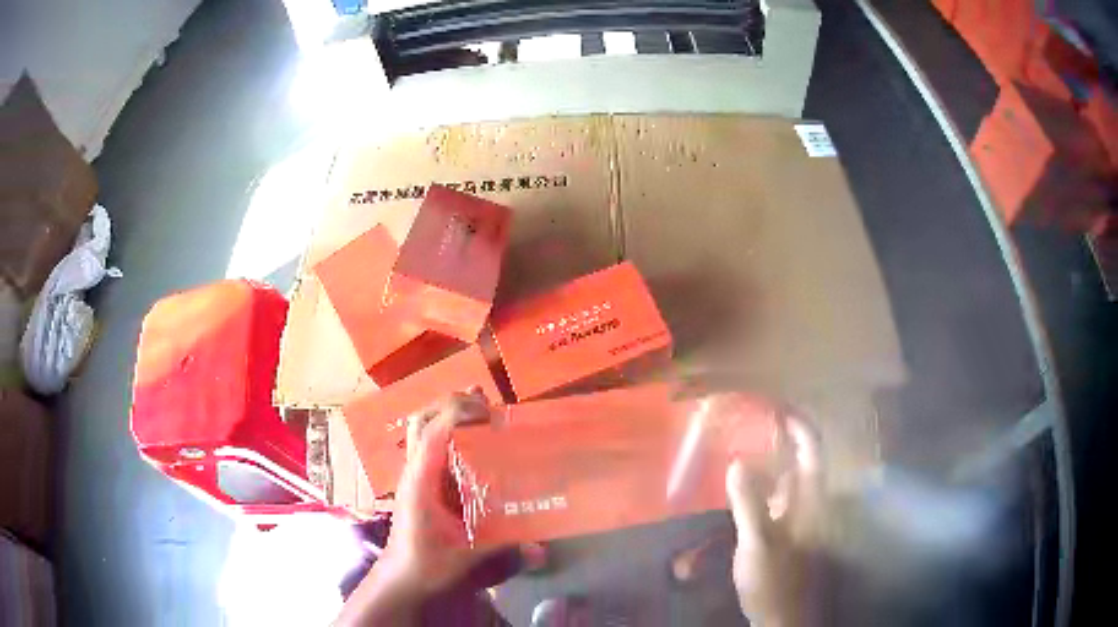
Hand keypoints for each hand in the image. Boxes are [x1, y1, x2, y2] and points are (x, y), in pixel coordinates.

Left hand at [380, 389, 494, 594]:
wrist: (400, 579)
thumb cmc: (427, 564)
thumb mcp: (467, 556)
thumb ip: (503, 549)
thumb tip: (542, 548)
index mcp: (421, 480)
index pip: (434, 431)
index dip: (461, 412)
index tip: (493, 413)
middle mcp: (414, 470)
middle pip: (423, 419)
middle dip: (453, 405)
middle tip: (489, 407)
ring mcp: (415, 475)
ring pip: (424, 430)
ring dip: (450, 415)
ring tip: (483, 411)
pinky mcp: (420, 484)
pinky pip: (432, 447)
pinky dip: (451, 434)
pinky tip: (474, 443)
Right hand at [726, 418, 820, 626]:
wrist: (781, 615)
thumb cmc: (775, 578)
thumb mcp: (758, 542)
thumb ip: (750, 502)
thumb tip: (736, 461)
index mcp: (811, 500)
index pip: (812, 450)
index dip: (799, 424)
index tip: (777, 403)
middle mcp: (809, 502)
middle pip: (801, 459)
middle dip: (782, 436)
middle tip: (754, 417)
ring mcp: (798, 517)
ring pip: (788, 477)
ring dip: (770, 458)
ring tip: (745, 441)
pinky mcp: (785, 530)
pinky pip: (777, 496)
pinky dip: (763, 482)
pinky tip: (743, 482)